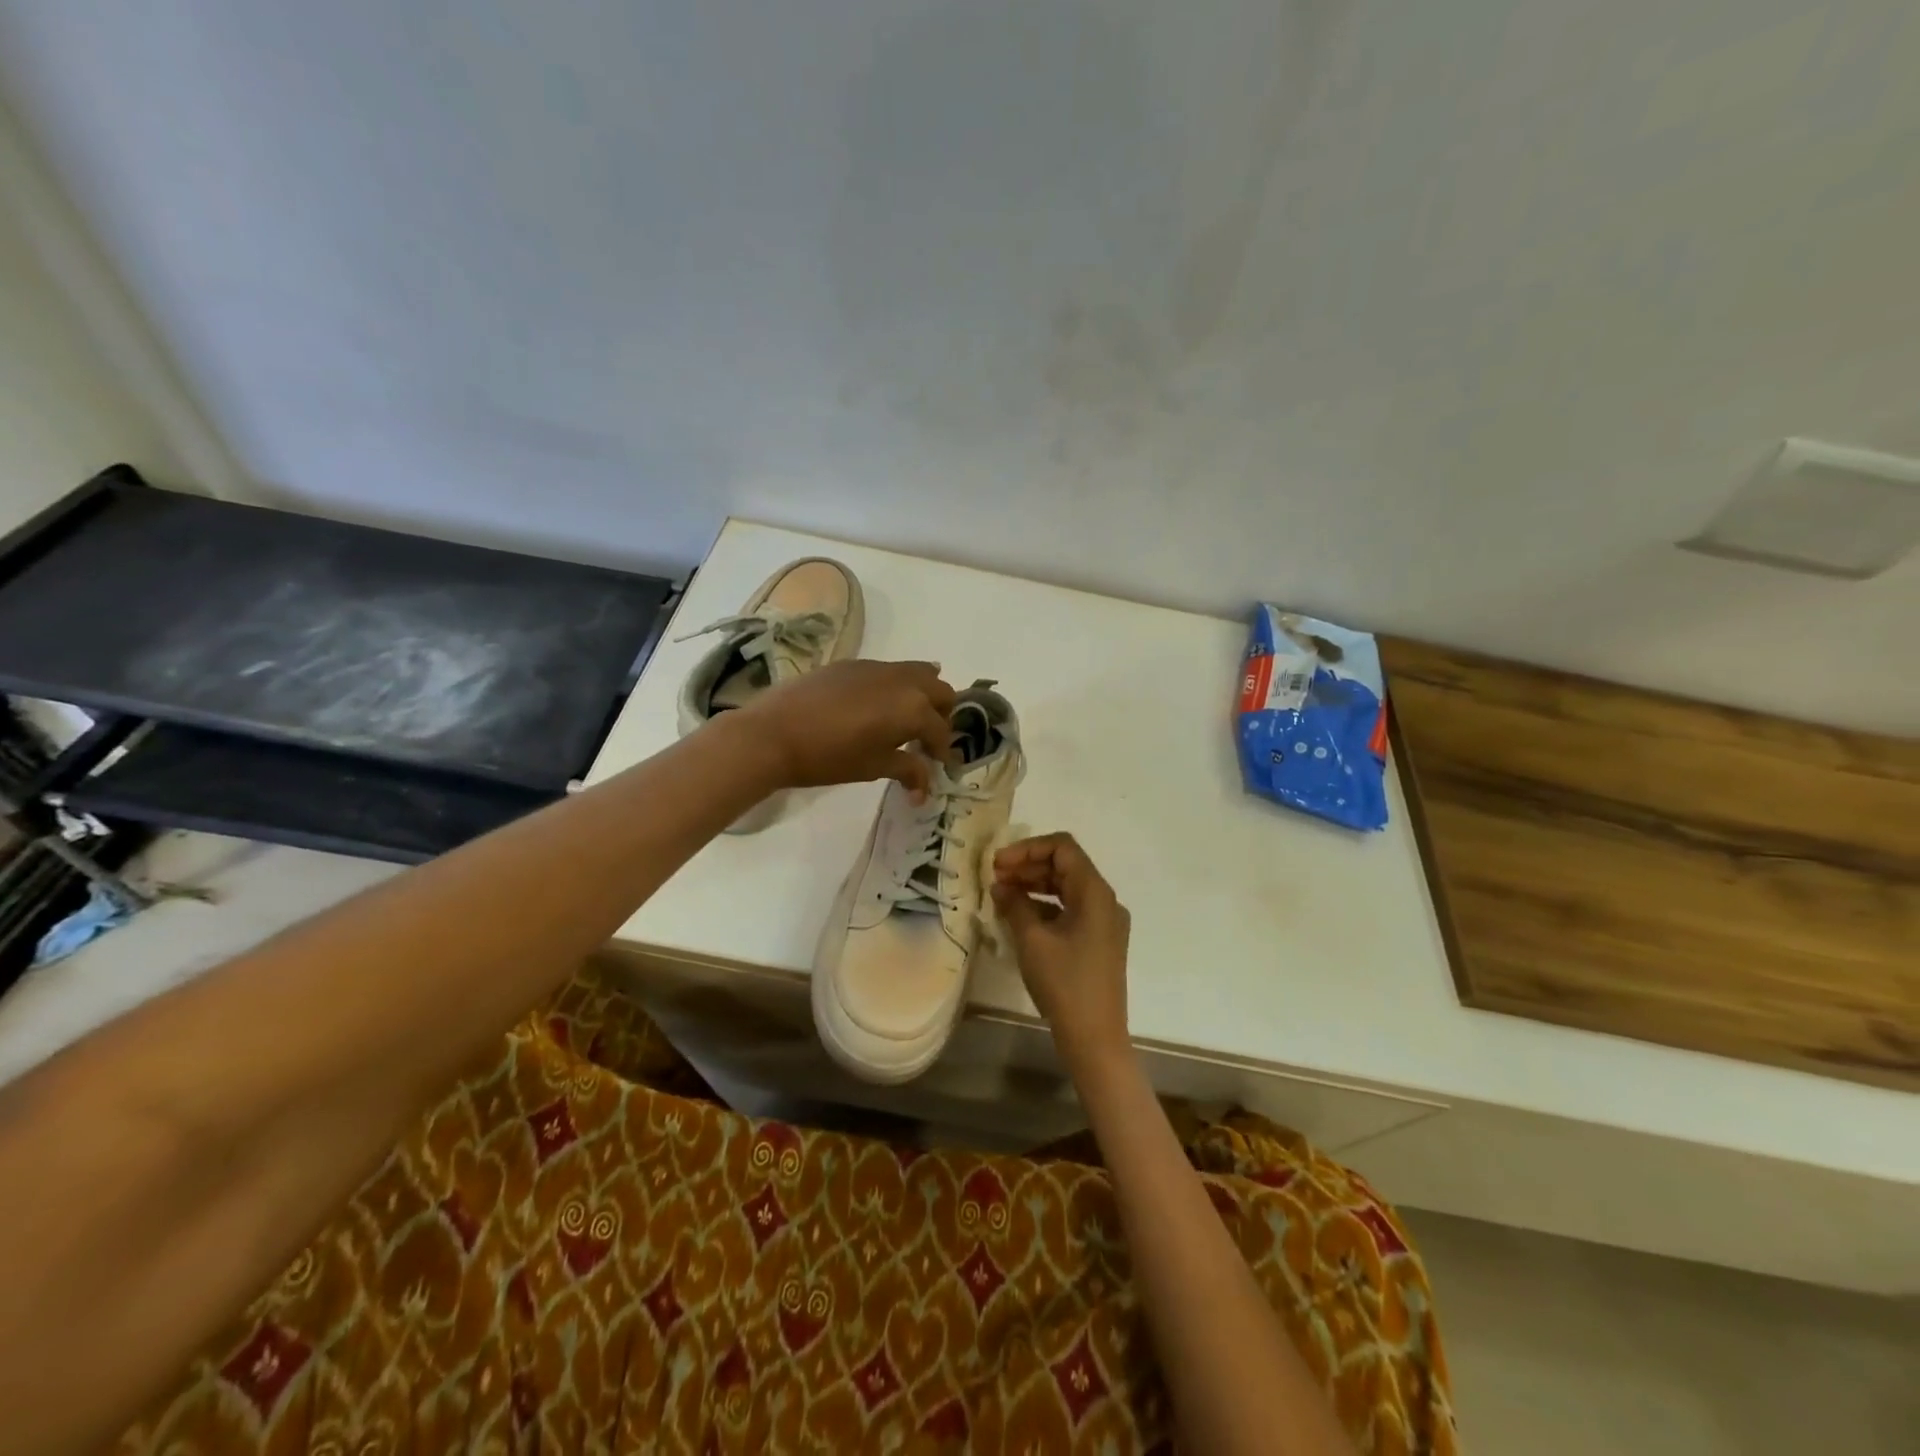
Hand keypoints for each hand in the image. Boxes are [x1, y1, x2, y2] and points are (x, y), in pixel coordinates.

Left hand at [733, 659, 957, 794]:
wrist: (774, 733)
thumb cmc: (829, 757)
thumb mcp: (874, 767)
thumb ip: (907, 771)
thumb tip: (924, 791)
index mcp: (913, 708)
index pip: (941, 729)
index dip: (942, 750)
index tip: (936, 765)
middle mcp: (903, 680)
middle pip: (940, 690)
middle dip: (940, 715)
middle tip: (925, 738)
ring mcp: (876, 667)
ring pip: (917, 672)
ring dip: (920, 695)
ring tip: (904, 719)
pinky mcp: (852, 663)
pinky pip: (887, 671)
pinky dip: (894, 687)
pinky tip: (872, 708)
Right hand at [991, 833, 1131, 1071]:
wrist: (1095, 1037)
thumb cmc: (1064, 984)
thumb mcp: (1032, 941)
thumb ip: (1015, 905)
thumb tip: (1001, 886)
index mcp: (1095, 893)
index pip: (1062, 847)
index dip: (1027, 849)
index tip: (998, 864)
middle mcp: (1105, 901)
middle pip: (1065, 866)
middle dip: (1028, 866)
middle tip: (995, 879)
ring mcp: (1105, 922)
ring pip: (1066, 888)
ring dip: (1034, 886)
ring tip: (1002, 895)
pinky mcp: (1099, 941)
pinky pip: (1070, 909)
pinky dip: (1045, 906)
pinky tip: (1019, 917)